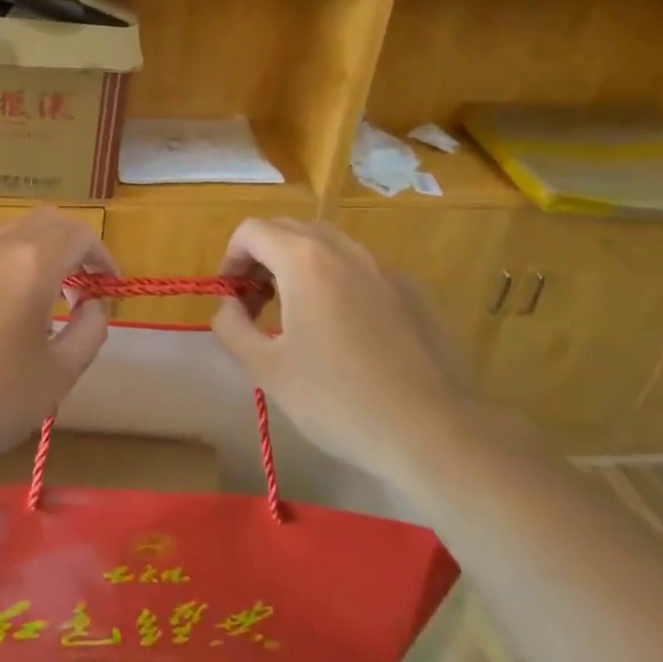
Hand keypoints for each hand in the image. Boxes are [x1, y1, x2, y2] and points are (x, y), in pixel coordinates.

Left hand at [0, 209, 117, 476]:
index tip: (108, 284)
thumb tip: (93, 304)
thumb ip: (90, 330)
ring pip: (6, 230)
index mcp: (33, 264)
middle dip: (71, 247)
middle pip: (45, 224)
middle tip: (79, 284)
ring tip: (30, 287)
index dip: (101, 255)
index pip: (80, 235)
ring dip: (30, 249)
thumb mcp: (59, 375)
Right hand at [211, 218, 479, 486]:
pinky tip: (347, 334)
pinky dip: (339, 284)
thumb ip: (232, 327)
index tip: (231, 298)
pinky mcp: (413, 292)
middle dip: (262, 259)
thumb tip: (228, 306)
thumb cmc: (339, 400)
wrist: (434, 431)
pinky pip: (362, 272)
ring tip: (297, 316)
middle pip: (289, 230)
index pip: (251, 231)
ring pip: (328, 247)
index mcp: (304, 260)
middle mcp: (343, 250)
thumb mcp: (268, 370)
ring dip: (299, 267)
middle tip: (256, 305)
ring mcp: (383, 268)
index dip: (230, 259)